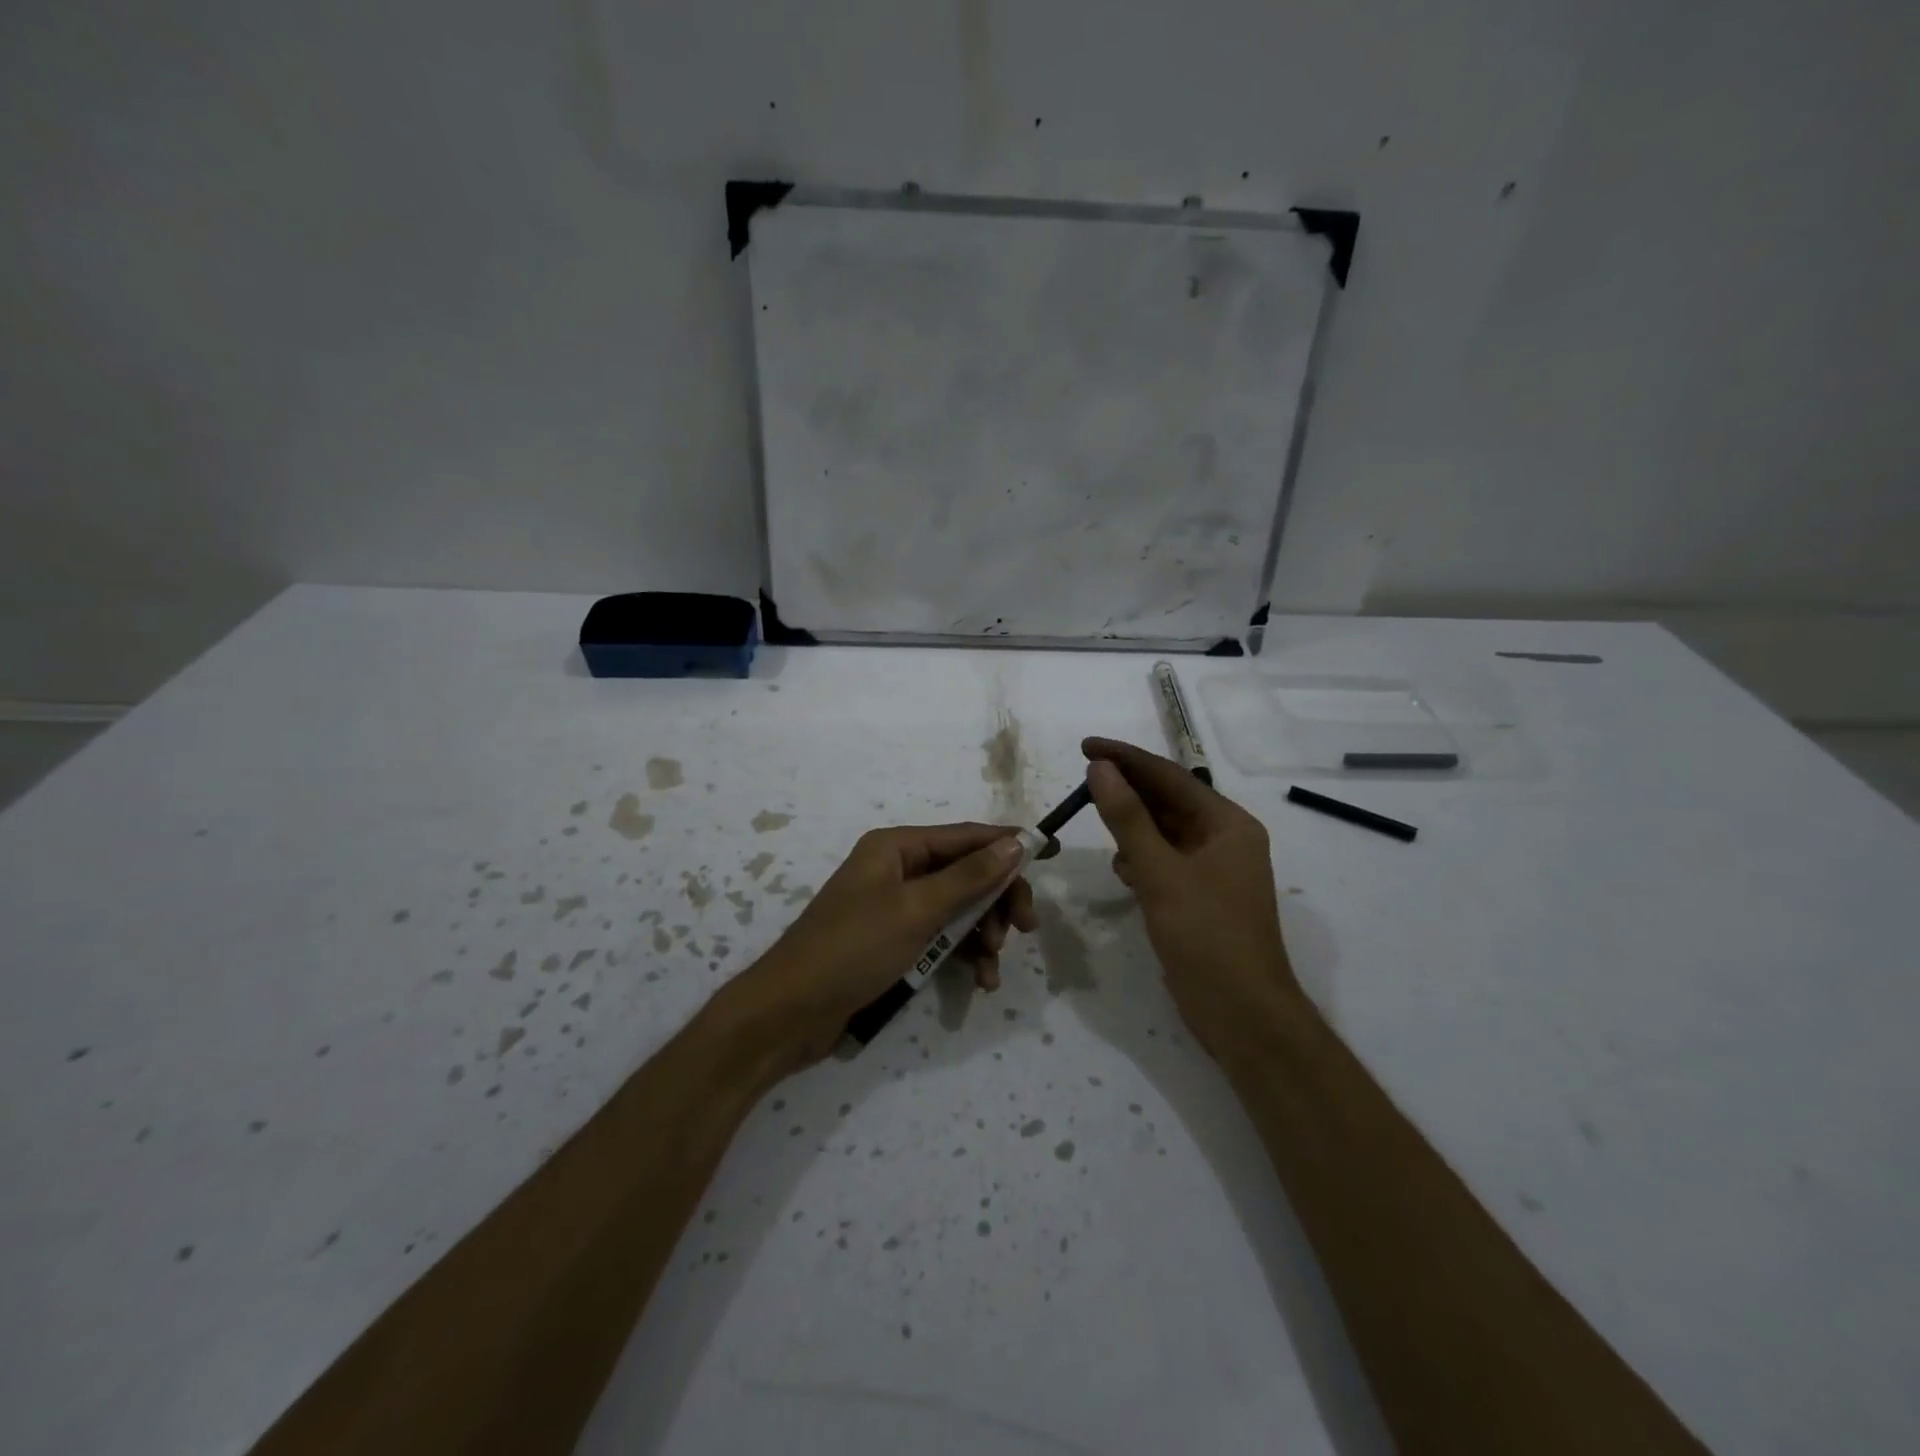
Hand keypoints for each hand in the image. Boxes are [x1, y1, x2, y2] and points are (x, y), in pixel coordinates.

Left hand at [717, 823, 1038, 1072]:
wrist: (789, 1013)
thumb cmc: (852, 949)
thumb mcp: (917, 910)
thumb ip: (969, 877)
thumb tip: (1016, 842)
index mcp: (896, 847)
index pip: (965, 836)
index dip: (1008, 844)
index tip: (1050, 853)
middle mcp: (897, 869)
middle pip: (965, 874)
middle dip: (997, 900)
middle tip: (1024, 929)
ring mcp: (894, 908)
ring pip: (957, 909)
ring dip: (982, 934)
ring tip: (992, 967)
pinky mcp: (892, 942)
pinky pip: (940, 938)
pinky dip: (962, 955)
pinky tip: (979, 981)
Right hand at [1083, 737, 1301, 1055]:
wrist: (1242, 1014)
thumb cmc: (1207, 936)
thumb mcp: (1160, 872)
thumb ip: (1127, 818)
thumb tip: (1099, 768)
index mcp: (1228, 824)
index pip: (1169, 776)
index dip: (1125, 758)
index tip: (1084, 746)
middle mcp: (1225, 839)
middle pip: (1168, 801)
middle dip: (1127, 792)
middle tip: (1082, 782)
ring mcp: (1214, 870)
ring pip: (1164, 832)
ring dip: (1132, 826)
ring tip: (1098, 824)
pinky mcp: (1200, 896)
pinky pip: (1165, 861)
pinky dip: (1141, 858)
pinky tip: (1122, 869)